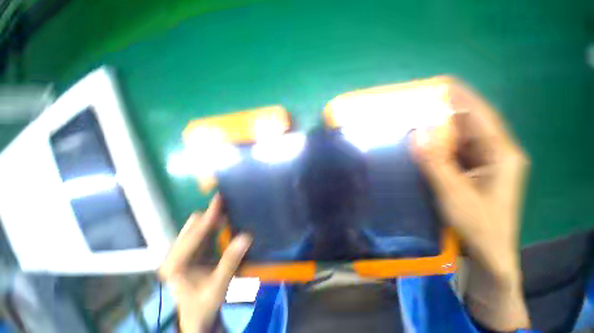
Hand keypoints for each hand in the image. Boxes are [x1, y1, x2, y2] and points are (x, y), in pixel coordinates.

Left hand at [159, 195, 251, 332]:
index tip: (220, 199)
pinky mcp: (187, 250)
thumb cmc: (205, 303)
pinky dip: (212, 225)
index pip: (194, 234)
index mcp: (175, 264)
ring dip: (211, 219)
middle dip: (210, 216)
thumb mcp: (219, 285)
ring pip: (195, 226)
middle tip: (230, 208)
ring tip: (228, 213)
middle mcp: (173, 254)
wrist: (196, 314)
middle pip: (192, 225)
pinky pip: (200, 231)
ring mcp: (179, 251)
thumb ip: (231, 261)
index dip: (209, 216)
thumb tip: (246, 237)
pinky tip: (222, 224)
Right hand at [411, 83, 529, 330]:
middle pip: (469, 125)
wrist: (488, 253)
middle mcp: (495, 153)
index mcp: (501, 154)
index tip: (439, 85)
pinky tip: (420, 145)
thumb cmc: (478, 226)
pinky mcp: (471, 172)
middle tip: (417, 106)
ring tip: (413, 122)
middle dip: (444, 114)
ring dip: (438, 131)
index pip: (480, 116)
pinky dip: (436, 147)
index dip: (461, 98)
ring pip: (459, 138)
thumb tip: (416, 133)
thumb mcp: (454, 194)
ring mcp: (483, 163)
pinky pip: (453, 152)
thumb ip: (435, 163)